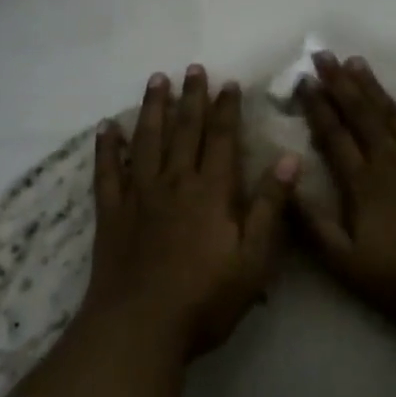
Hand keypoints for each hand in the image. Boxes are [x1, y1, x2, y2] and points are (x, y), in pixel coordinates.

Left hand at [85, 66, 297, 357]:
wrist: (140, 328)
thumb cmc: (205, 298)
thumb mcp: (253, 259)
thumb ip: (270, 207)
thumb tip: (288, 159)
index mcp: (211, 191)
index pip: (222, 139)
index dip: (226, 109)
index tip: (228, 83)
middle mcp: (174, 182)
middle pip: (184, 130)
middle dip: (191, 97)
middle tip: (193, 68)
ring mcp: (139, 195)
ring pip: (146, 140)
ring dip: (152, 108)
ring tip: (156, 80)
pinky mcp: (111, 213)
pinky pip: (107, 171)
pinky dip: (106, 148)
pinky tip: (106, 127)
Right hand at [296, 54, 395, 331]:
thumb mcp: (347, 264)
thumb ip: (314, 226)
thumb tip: (286, 185)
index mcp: (363, 183)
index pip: (333, 136)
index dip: (316, 107)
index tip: (303, 81)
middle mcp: (391, 160)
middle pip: (360, 115)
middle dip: (340, 84)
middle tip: (323, 55)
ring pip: (393, 113)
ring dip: (374, 86)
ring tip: (357, 61)